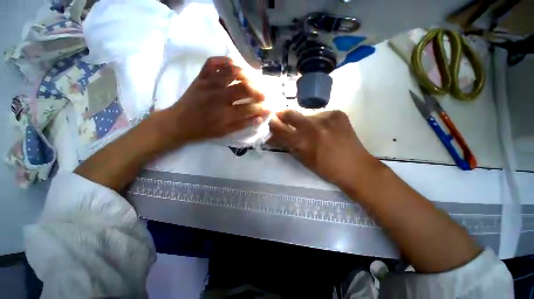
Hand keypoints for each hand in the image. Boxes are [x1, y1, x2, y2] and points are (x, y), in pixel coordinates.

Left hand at [153, 57, 268, 149]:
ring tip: (254, 79)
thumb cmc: (203, 130)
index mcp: (224, 114)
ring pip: (232, 72)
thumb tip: (259, 118)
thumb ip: (242, 125)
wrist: (178, 123)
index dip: (262, 108)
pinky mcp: (200, 77)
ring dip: (247, 75)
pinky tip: (234, 64)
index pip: (250, 108)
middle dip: (258, 91)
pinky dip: (225, 60)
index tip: (269, 107)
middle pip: (244, 88)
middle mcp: (218, 97)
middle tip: (264, 94)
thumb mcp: (224, 133)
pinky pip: (213, 63)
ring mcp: (208, 84)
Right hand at [268, 110, 380, 187]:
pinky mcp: (337, 113)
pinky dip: (318, 121)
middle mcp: (312, 127)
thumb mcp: (302, 159)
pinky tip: (325, 129)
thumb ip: (287, 145)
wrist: (355, 167)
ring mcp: (326, 117)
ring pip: (306, 115)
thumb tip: (272, 137)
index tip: (270, 123)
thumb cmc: (325, 169)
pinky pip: (320, 114)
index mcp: (302, 142)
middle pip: (290, 113)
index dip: (272, 124)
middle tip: (282, 118)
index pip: (279, 128)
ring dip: (304, 121)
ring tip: (312, 130)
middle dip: (282, 115)